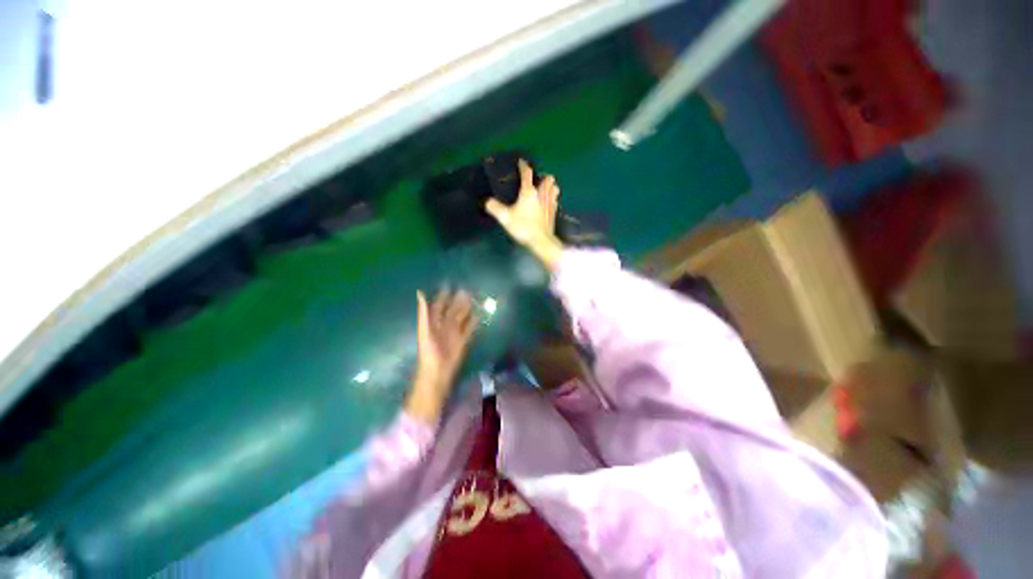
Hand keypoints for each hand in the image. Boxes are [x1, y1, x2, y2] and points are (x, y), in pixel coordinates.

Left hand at [405, 288, 477, 423]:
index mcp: (433, 323)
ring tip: (474, 298)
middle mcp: (444, 326)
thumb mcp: (424, 330)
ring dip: (467, 309)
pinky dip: (473, 322)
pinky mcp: (462, 340)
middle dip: (458, 300)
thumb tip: (420, 293)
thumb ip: (424, 312)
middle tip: (466, 289)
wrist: (437, 372)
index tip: (449, 284)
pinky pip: (469, 328)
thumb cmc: (429, 351)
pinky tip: (479, 314)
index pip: (438, 306)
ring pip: (461, 317)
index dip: (442, 296)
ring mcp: (454, 333)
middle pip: (452, 310)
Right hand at [485, 160, 564, 269]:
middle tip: (536, 181)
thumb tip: (487, 201)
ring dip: (550, 186)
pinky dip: (553, 198)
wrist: (541, 241)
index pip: (527, 173)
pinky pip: (556, 200)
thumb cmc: (523, 227)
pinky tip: (548, 203)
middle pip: (547, 179)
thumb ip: (495, 208)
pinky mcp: (554, 212)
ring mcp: (550, 203)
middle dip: (543, 177)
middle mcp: (542, 194)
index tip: (521, 162)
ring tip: (544, 190)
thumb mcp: (505, 218)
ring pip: (555, 188)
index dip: (523, 166)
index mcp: (529, 192)